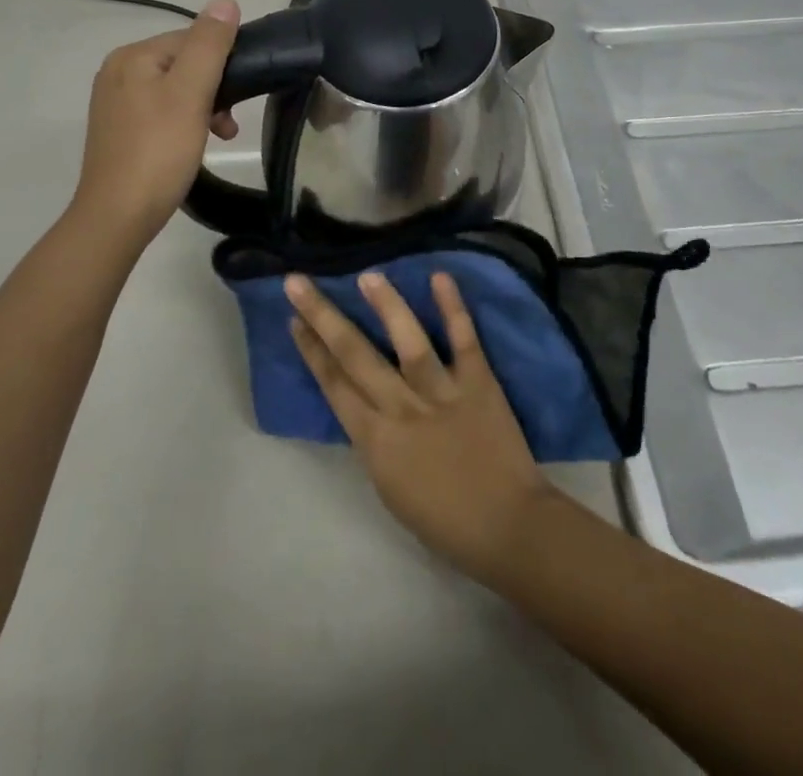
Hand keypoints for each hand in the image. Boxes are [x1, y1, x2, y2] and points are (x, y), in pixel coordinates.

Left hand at [72, 0, 239, 245]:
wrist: (118, 216)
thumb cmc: (159, 151)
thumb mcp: (191, 93)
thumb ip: (209, 45)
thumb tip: (225, 1)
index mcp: (132, 56)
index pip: (191, 39)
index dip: (222, 63)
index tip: (240, 96)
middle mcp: (117, 72)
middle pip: (183, 64)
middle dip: (214, 89)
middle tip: (229, 125)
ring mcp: (115, 102)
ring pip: (175, 89)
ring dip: (203, 108)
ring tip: (220, 136)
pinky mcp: (119, 130)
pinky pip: (161, 111)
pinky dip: (184, 123)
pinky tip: (194, 145)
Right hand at [287, 270, 556, 583]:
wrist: (508, 529)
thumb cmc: (444, 519)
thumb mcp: (389, 487)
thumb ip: (374, 439)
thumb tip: (363, 401)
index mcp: (376, 441)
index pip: (334, 385)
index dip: (311, 351)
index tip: (294, 320)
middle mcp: (402, 409)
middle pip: (355, 356)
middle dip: (323, 317)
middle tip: (298, 283)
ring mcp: (441, 392)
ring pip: (408, 341)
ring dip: (386, 305)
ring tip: (367, 275)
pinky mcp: (479, 383)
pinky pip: (463, 340)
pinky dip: (453, 308)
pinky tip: (440, 276)